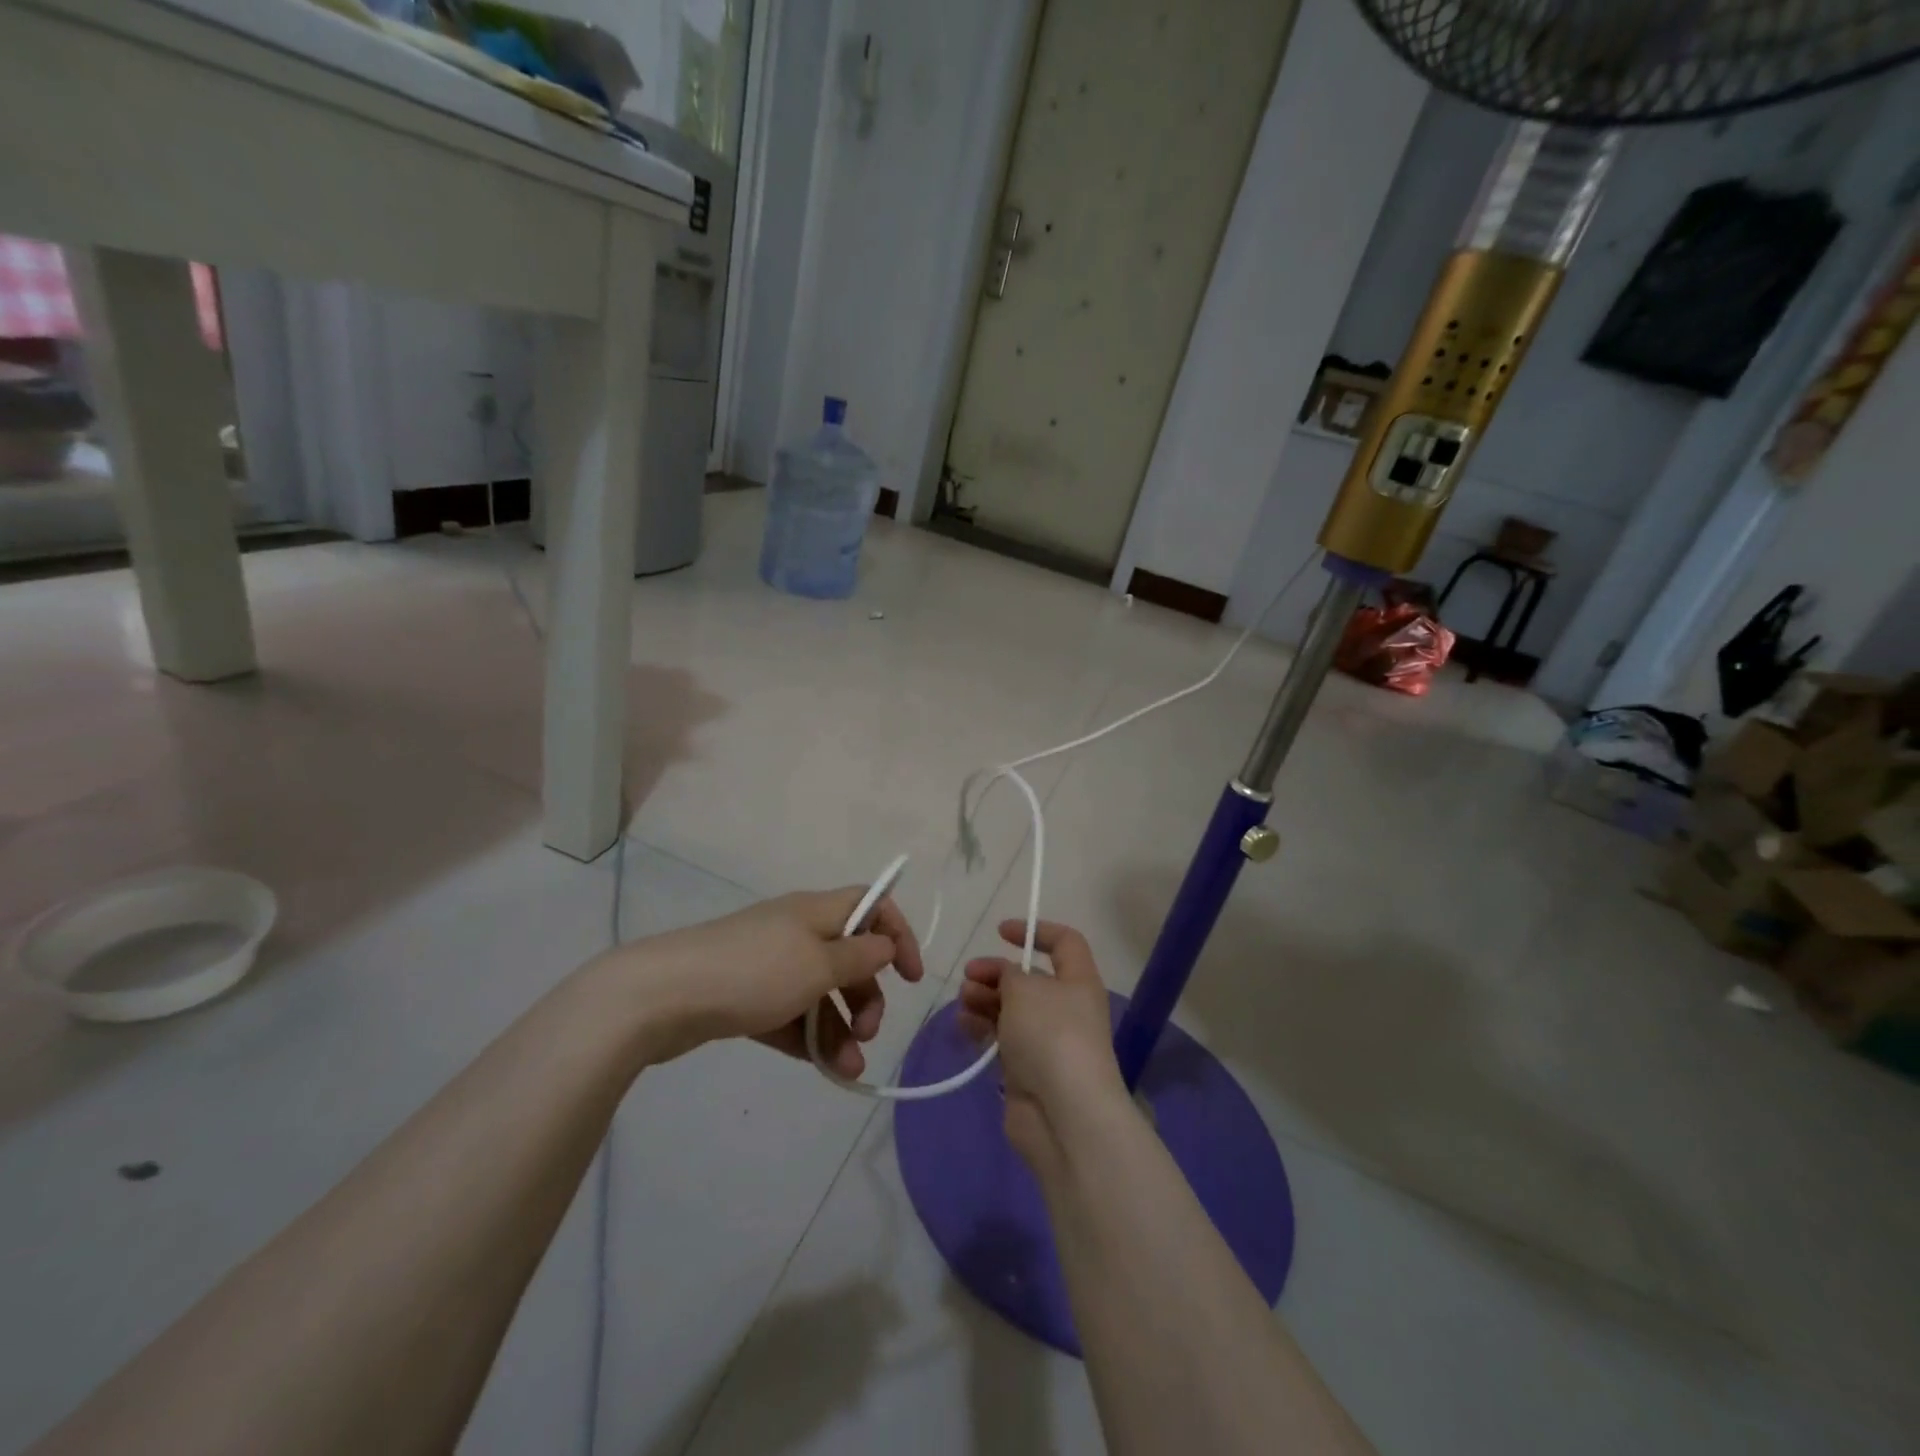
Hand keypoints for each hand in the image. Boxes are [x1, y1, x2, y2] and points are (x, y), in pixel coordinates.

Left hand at [604, 889, 923, 1074]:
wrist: (662, 996)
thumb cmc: (754, 972)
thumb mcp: (818, 964)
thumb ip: (859, 956)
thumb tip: (884, 943)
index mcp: (815, 911)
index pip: (871, 906)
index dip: (897, 934)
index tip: (910, 976)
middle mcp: (795, 931)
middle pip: (848, 956)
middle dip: (866, 996)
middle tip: (869, 1033)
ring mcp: (767, 965)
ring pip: (819, 992)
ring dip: (841, 1028)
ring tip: (847, 1070)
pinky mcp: (743, 997)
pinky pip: (789, 1014)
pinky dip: (807, 1037)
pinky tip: (819, 1066)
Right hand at [958, 920, 1126, 1173]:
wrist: (1064, 1114)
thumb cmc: (1051, 1036)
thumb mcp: (1025, 989)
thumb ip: (1008, 973)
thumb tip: (1005, 976)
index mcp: (1078, 981)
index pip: (1064, 942)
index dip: (1035, 931)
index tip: (1000, 931)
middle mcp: (1067, 1007)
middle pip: (1029, 978)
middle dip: (996, 972)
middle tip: (969, 976)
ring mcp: (1047, 1040)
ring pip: (1012, 1008)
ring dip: (984, 999)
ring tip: (964, 1002)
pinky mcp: (1028, 1069)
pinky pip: (1002, 1038)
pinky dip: (982, 1028)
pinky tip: (963, 1026)